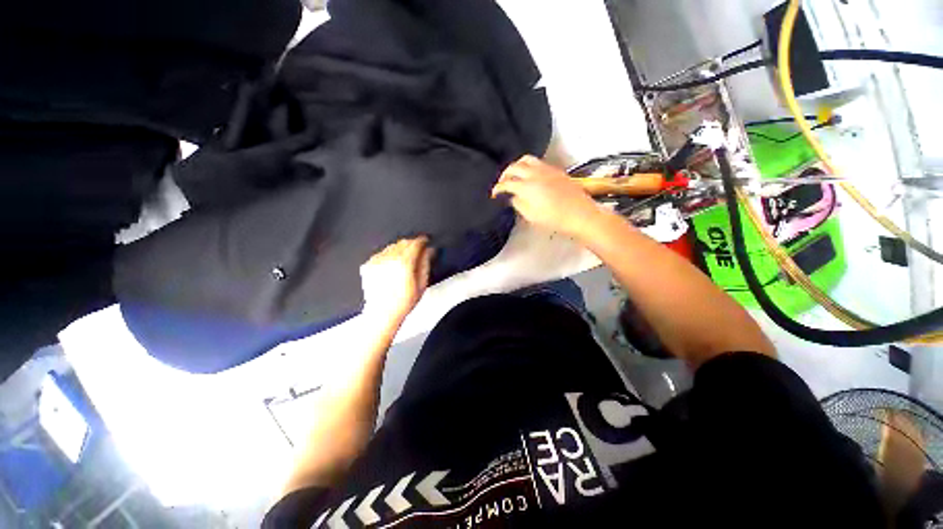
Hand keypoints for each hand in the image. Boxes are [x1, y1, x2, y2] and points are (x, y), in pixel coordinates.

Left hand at [359, 236, 433, 325]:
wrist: (383, 314)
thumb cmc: (404, 302)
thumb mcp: (422, 283)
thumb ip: (425, 263)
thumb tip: (429, 250)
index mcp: (404, 263)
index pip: (415, 243)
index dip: (422, 241)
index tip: (426, 241)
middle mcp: (389, 259)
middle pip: (403, 242)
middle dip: (412, 244)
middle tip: (417, 250)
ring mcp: (376, 261)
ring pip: (392, 246)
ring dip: (400, 249)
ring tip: (405, 260)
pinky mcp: (368, 265)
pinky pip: (381, 253)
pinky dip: (389, 255)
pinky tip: (393, 265)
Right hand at [492, 155, 603, 238]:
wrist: (580, 215)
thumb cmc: (554, 219)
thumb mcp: (531, 216)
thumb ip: (518, 204)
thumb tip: (513, 197)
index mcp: (527, 187)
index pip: (506, 183)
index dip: (498, 188)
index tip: (494, 194)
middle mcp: (535, 174)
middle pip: (514, 167)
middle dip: (504, 174)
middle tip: (502, 183)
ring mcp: (546, 169)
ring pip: (526, 159)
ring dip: (517, 166)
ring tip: (515, 175)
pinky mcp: (556, 170)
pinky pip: (538, 162)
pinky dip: (529, 166)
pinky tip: (530, 175)